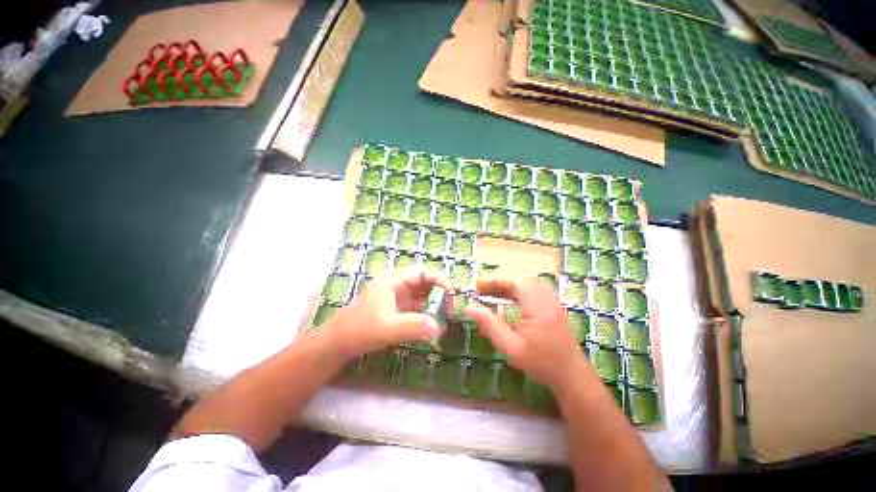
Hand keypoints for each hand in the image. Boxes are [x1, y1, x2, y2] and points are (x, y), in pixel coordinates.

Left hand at [325, 268, 446, 356]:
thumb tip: (439, 327)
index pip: (422, 272)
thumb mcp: (388, 328)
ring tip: (446, 321)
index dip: (439, 280)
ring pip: (421, 296)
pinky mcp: (396, 310)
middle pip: (424, 283)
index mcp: (393, 280)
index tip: (451, 295)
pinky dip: (426, 315)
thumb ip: (414, 326)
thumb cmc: (360, 329)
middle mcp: (397, 285)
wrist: (337, 343)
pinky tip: (433, 327)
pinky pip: (416, 308)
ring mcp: (396, 298)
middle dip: (439, 295)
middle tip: (451, 311)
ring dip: (434, 306)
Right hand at [465, 274, 588, 390]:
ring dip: (509, 286)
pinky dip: (519, 291)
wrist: (572, 377)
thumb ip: (490, 326)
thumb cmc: (541, 364)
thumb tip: (470, 309)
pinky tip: (509, 301)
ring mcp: (553, 303)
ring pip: (528, 284)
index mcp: (537, 307)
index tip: (478, 286)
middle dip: (500, 283)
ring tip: (492, 294)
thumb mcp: (511, 347)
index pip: (515, 283)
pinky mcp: (554, 308)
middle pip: (521, 281)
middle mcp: (547, 300)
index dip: (495, 281)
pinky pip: (534, 290)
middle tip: (482, 291)